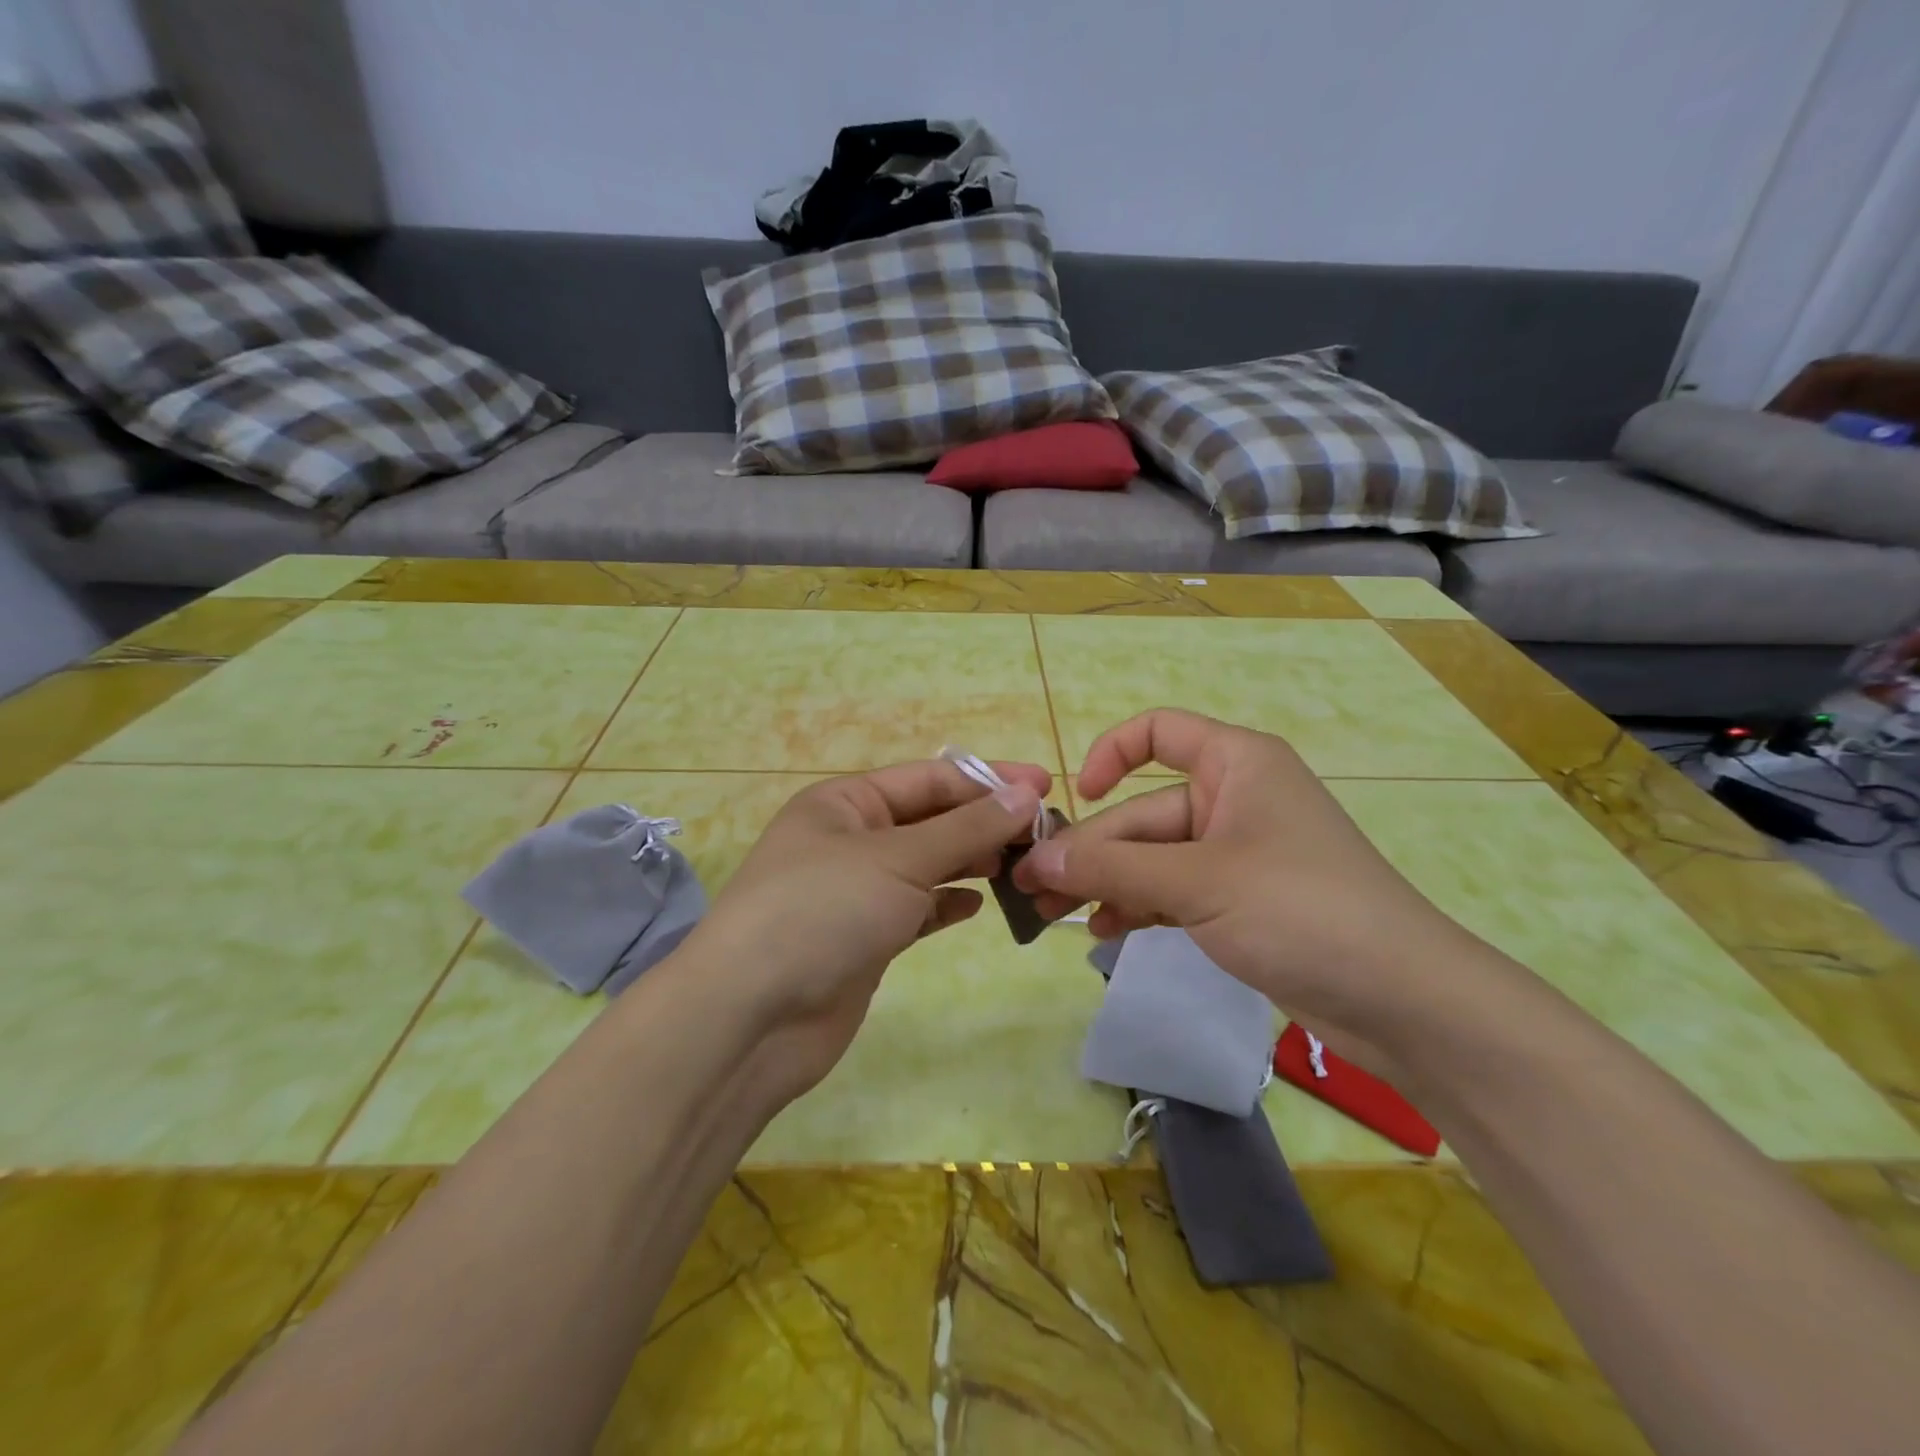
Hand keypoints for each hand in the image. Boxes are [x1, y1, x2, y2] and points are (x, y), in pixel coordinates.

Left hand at [682, 758, 1048, 1105]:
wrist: (752, 1018)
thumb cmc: (822, 911)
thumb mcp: (898, 859)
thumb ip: (966, 827)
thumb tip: (1026, 793)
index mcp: (845, 802)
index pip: (929, 778)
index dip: (988, 780)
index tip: (1046, 787)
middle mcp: (850, 839)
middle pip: (931, 820)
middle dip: (985, 823)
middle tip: (1046, 834)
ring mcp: (857, 891)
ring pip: (928, 865)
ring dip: (972, 862)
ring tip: (1023, 866)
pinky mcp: (866, 938)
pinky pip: (917, 908)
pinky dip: (947, 903)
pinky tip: (980, 905)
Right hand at [1013, 709, 1509, 1072]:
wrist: (1401, 1001)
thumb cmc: (1300, 910)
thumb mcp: (1197, 881)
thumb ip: (1113, 866)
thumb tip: (1038, 855)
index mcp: (1236, 764)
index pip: (1159, 731)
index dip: (1110, 754)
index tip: (1076, 797)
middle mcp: (1233, 798)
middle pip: (1144, 811)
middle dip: (1091, 849)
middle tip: (1032, 888)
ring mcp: (1235, 853)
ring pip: (1152, 856)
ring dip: (1105, 882)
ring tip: (1054, 916)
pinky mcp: (1237, 901)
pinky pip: (1172, 891)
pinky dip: (1138, 906)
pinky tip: (1103, 932)